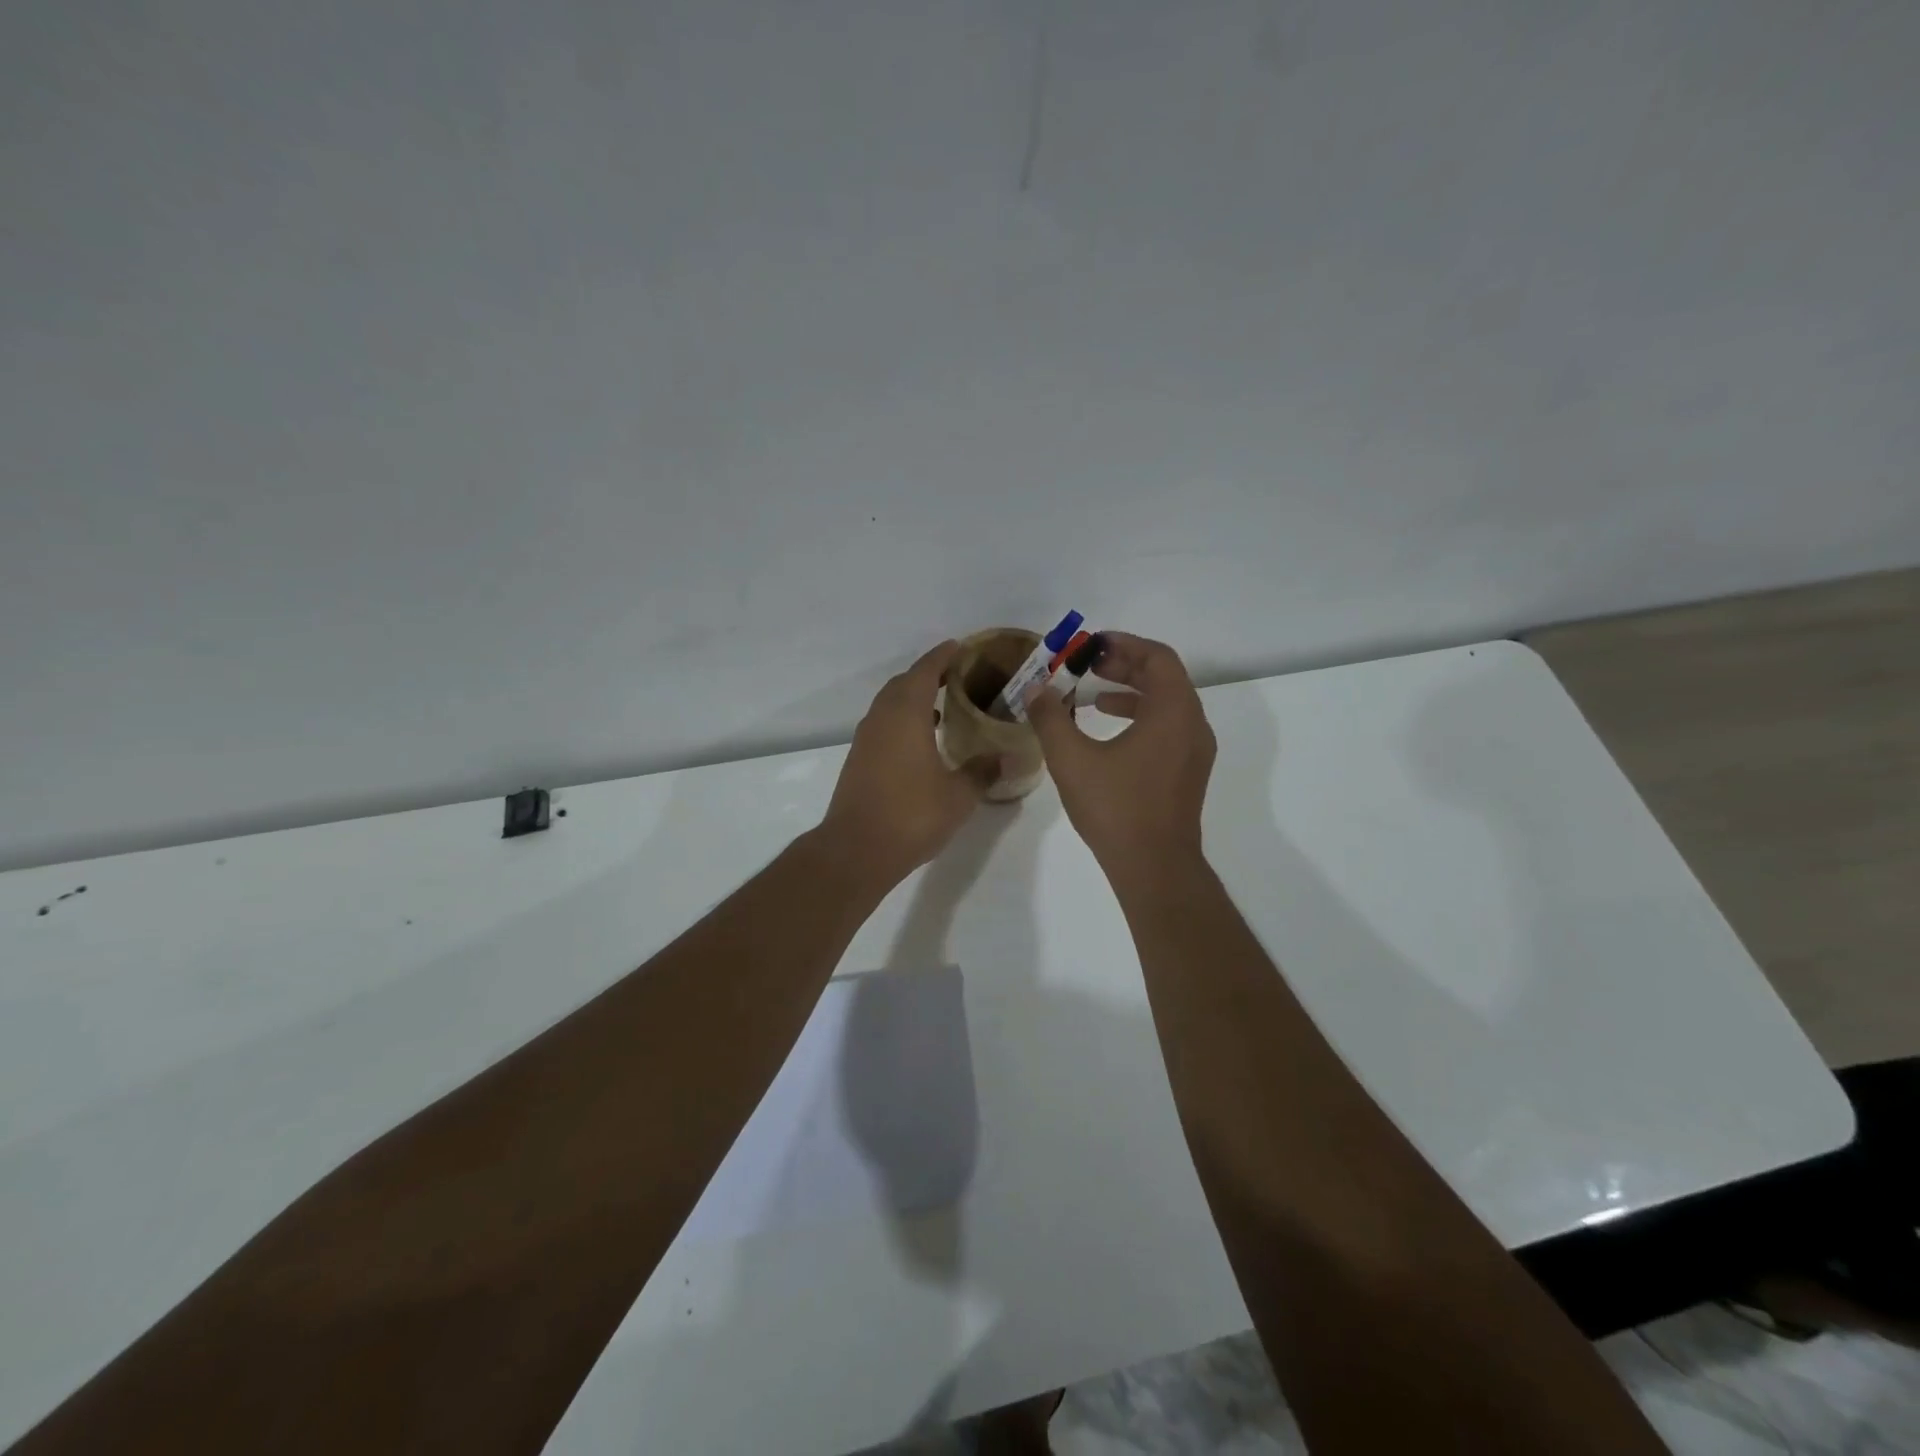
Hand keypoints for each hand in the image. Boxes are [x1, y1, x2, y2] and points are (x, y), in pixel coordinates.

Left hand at [822, 640, 997, 886]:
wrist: (856, 850)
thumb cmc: (911, 816)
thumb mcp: (958, 795)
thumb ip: (983, 771)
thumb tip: (1008, 757)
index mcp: (906, 715)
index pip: (925, 671)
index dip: (942, 656)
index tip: (960, 647)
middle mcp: (882, 718)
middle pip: (904, 683)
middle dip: (928, 674)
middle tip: (957, 677)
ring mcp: (866, 739)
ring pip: (890, 704)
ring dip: (913, 698)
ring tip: (943, 706)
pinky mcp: (858, 759)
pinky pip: (883, 724)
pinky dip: (902, 720)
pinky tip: (921, 740)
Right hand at [1025, 632, 1215, 878]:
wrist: (1154, 867)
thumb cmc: (1116, 808)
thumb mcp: (1072, 759)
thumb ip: (1051, 718)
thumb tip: (1035, 689)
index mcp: (1173, 712)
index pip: (1158, 657)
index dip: (1125, 644)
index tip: (1093, 645)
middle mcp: (1193, 724)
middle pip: (1164, 677)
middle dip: (1126, 665)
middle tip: (1089, 664)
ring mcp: (1195, 751)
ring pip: (1168, 704)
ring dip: (1132, 692)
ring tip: (1093, 697)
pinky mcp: (1189, 772)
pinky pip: (1169, 728)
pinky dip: (1141, 718)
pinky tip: (1109, 734)